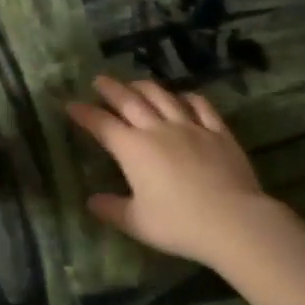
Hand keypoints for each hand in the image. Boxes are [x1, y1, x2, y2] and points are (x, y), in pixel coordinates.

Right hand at [66, 75, 273, 265]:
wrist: (232, 220)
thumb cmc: (179, 224)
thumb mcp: (137, 223)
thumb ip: (112, 209)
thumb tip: (92, 201)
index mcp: (133, 150)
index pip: (103, 125)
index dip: (85, 113)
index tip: (71, 105)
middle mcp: (158, 130)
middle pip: (130, 101)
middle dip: (112, 89)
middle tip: (100, 80)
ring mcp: (190, 127)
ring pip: (163, 97)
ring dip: (145, 86)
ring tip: (135, 82)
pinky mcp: (218, 132)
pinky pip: (201, 106)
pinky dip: (189, 98)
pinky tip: (184, 96)